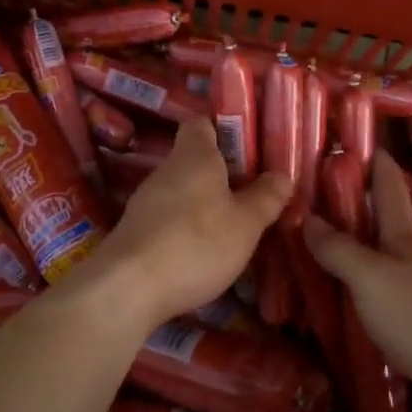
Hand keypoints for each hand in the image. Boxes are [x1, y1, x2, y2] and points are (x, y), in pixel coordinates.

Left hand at [81, 117, 292, 330]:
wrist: (129, 288)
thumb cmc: (196, 243)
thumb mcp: (246, 223)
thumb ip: (266, 197)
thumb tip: (282, 175)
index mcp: (194, 155)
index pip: (202, 123)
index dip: (224, 128)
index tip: (250, 145)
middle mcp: (166, 171)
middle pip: (195, 161)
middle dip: (224, 174)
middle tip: (256, 191)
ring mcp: (146, 202)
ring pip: (183, 192)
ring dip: (207, 204)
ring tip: (237, 224)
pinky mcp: (137, 232)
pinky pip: (170, 219)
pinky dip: (189, 228)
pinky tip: (206, 251)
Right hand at [304, 150, 411, 407]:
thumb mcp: (370, 279)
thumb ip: (339, 250)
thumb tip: (307, 218)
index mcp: (405, 236)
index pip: (389, 187)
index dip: (375, 162)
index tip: (357, 142)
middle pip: (389, 220)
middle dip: (361, 205)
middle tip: (323, 198)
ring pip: (389, 255)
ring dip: (364, 245)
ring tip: (330, 246)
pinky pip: (391, 286)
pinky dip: (370, 280)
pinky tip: (356, 295)